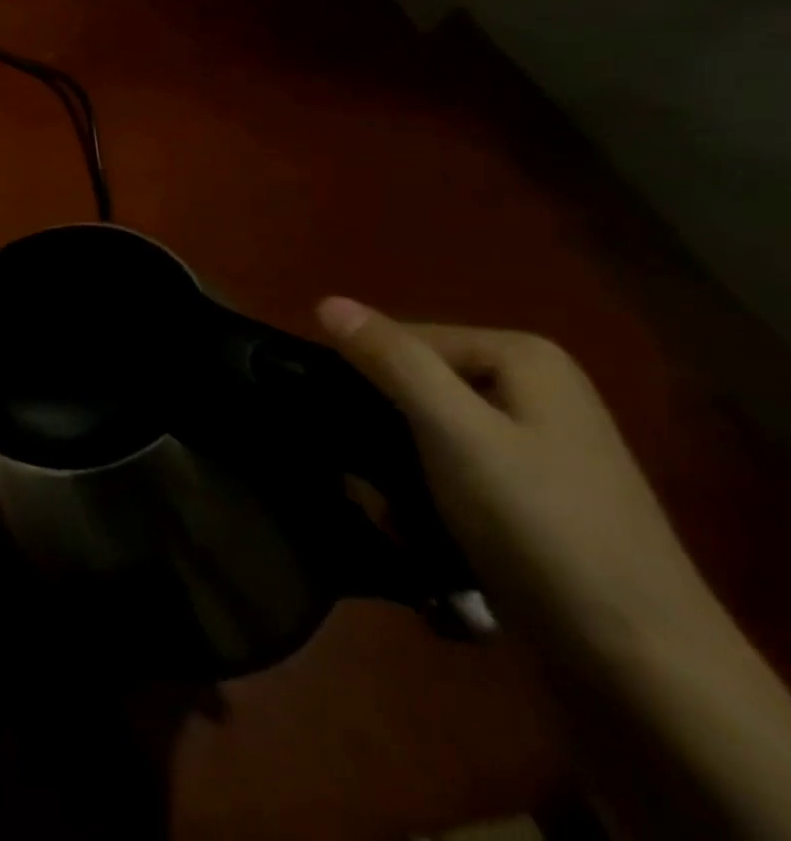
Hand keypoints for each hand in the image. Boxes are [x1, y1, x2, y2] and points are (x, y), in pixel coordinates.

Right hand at [315, 298, 717, 666]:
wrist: (638, 661)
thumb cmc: (539, 526)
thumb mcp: (454, 433)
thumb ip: (392, 361)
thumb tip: (325, 301)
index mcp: (521, 357)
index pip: (400, 339)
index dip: (363, 379)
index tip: (344, 429)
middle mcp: (530, 386)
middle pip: (411, 382)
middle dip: (378, 429)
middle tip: (364, 479)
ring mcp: (531, 439)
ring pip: (421, 427)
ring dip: (392, 466)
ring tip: (387, 508)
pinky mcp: (524, 487)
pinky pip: (445, 464)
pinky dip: (420, 490)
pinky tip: (414, 524)